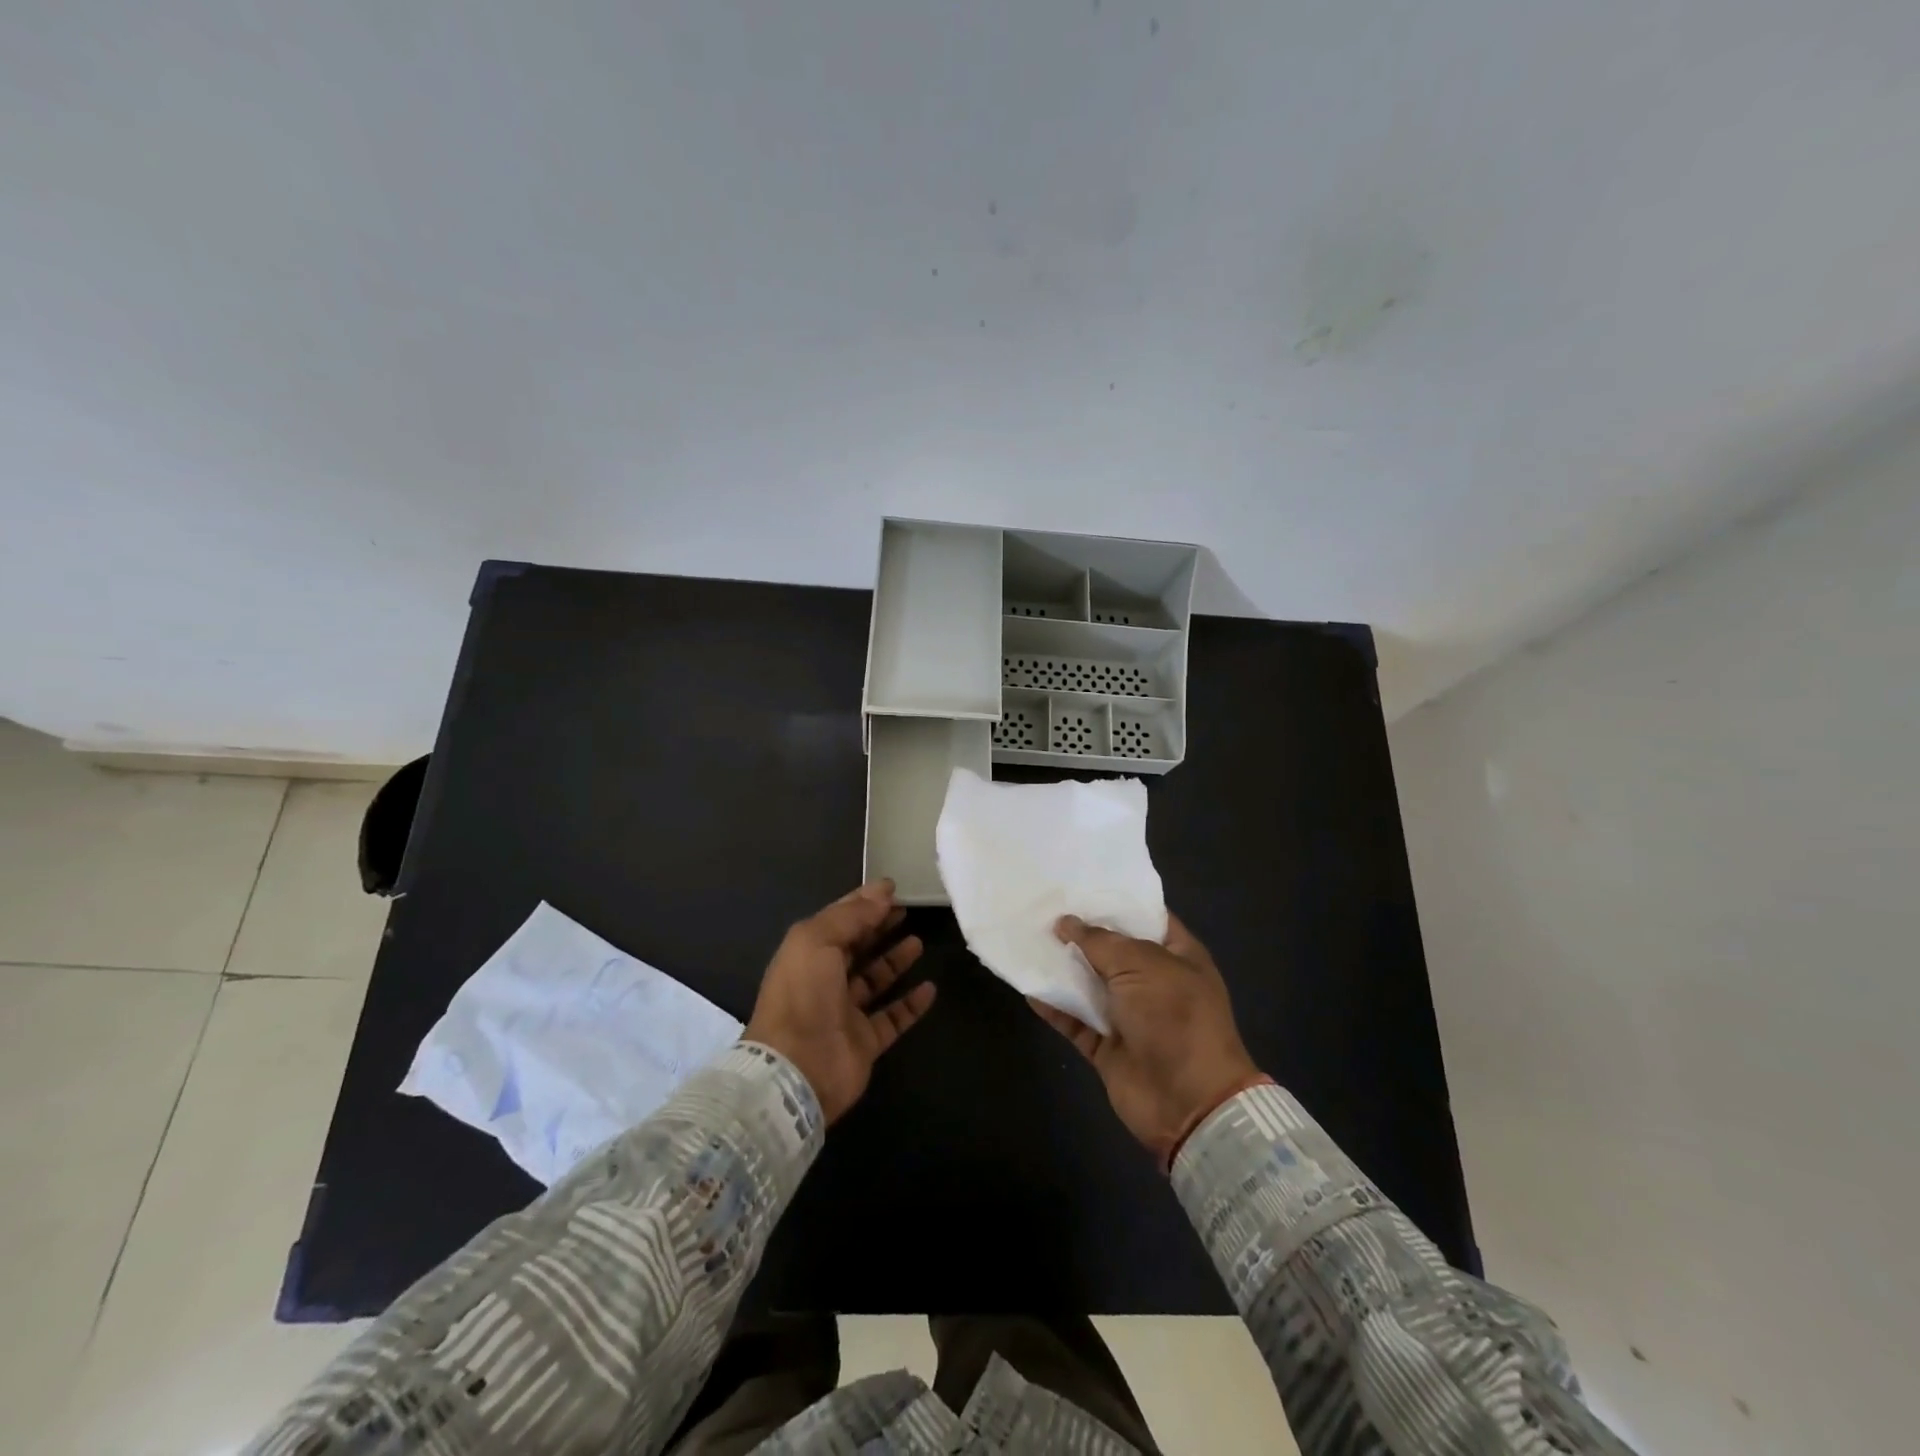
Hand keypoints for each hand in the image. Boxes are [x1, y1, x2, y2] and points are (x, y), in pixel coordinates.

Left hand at [744, 880, 936, 1123]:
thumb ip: (851, 915)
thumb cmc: (803, 995)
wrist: (797, 1068)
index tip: (892, 888)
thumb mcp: (818, 940)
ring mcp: (845, 1013)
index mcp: (808, 954)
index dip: (863, 902)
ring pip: (875, 981)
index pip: (839, 920)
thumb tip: (882, 892)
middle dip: (879, 927)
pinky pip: (893, 1018)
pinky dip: (911, 1004)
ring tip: (918, 942)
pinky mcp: (865, 1042)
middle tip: (907, 910)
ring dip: (895, 961)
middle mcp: (824, 981)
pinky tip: (930, 988)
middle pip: (857, 947)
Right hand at [1034, 913, 1260, 1160]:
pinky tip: (1029, 986)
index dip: (1116, 902)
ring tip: (1027, 940)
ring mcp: (1129, 1015)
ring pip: (1089, 984)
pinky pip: (1075, 1020)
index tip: (1080, 884)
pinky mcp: (1106, 1045)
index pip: (1147, 917)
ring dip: (1062, 967)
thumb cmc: (1174, 1016)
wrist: (1187, 1102)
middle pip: (1112, 950)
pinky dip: (1054, 1006)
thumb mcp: (1141, 965)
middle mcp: (1154, 982)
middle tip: (1042, 907)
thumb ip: (1100, 941)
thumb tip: (1065, 922)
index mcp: (1178, 956)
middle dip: (1081, 932)